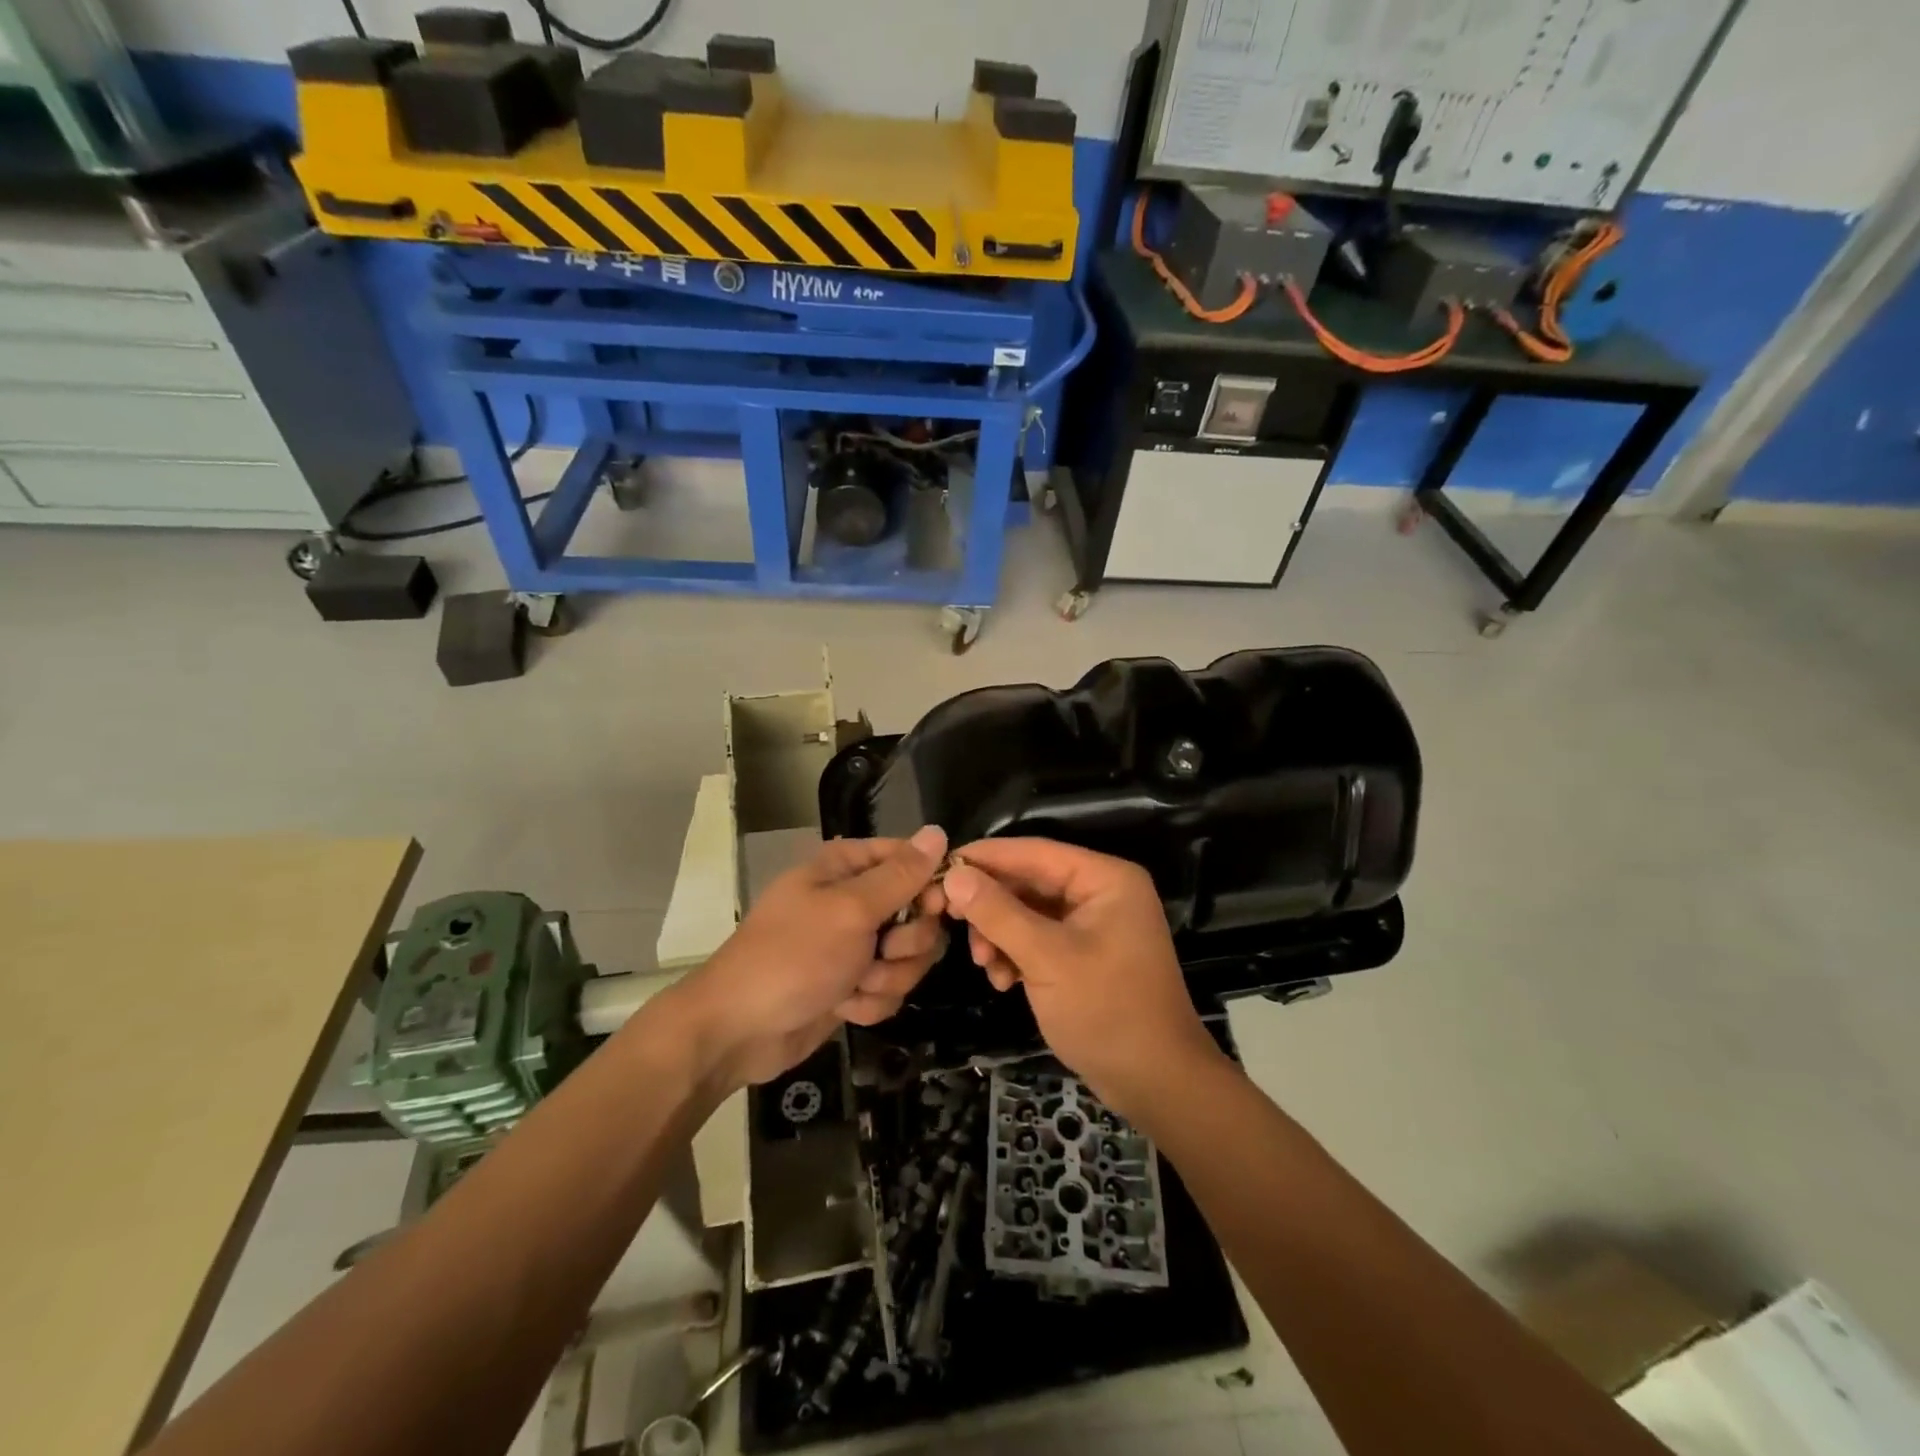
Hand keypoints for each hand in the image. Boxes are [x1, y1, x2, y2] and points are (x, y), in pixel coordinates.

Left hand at [668, 827, 949, 1092]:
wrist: (739, 1031)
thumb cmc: (792, 957)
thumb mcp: (850, 910)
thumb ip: (901, 875)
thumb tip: (938, 831)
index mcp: (846, 868)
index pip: (910, 859)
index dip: (929, 884)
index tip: (933, 908)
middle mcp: (854, 901)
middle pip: (918, 913)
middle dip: (907, 942)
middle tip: (883, 952)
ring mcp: (854, 945)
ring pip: (909, 956)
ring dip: (887, 977)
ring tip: (854, 985)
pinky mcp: (853, 984)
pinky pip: (890, 988)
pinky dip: (871, 1001)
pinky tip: (844, 1008)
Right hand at [942, 838, 1225, 1118]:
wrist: (1156, 1083)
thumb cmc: (1107, 1011)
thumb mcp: (1047, 958)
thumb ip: (998, 913)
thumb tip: (954, 875)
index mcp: (1105, 878)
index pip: (1034, 852)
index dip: (986, 857)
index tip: (939, 866)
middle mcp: (1100, 892)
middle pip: (1029, 882)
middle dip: (991, 906)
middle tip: (948, 920)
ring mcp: (1093, 925)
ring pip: (1028, 912)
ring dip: (1000, 934)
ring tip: (985, 965)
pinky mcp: (1084, 954)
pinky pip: (1039, 939)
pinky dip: (1016, 954)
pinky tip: (1003, 981)